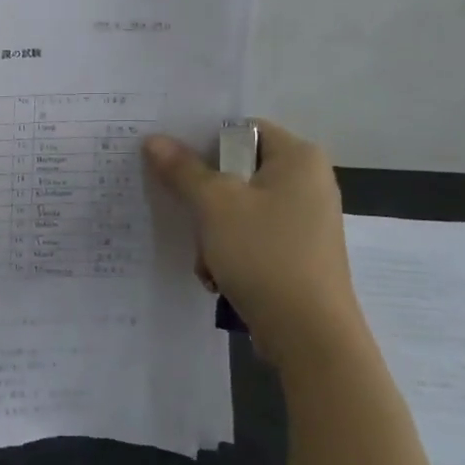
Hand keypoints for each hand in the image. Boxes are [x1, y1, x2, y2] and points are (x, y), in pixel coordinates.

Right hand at [142, 121, 367, 372]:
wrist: (310, 336)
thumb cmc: (265, 254)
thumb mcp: (214, 205)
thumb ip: (183, 169)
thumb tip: (154, 139)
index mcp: (298, 158)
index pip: (242, 128)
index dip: (203, 139)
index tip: (168, 157)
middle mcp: (307, 182)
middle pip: (236, 170)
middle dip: (203, 195)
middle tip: (180, 209)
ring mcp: (304, 221)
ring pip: (237, 208)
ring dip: (211, 230)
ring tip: (204, 256)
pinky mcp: (297, 254)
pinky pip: (250, 236)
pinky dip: (228, 252)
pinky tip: (217, 276)